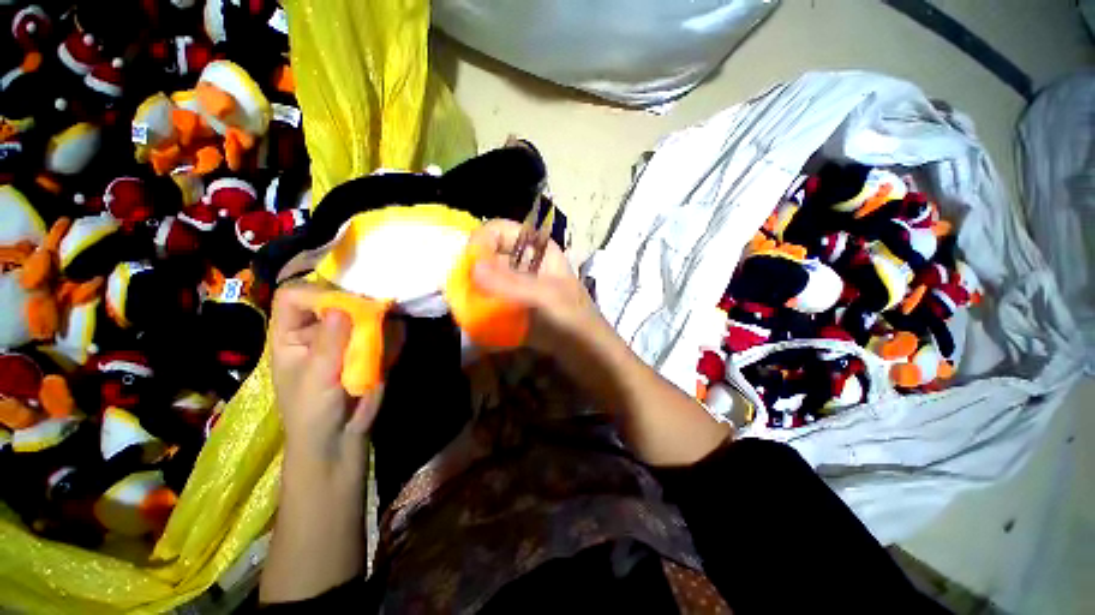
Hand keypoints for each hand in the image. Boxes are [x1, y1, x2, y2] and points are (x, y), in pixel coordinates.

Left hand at [269, 282, 402, 476]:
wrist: (339, 436)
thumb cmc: (311, 411)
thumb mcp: (315, 379)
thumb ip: (329, 344)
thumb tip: (342, 307)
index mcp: (291, 334)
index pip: (295, 297)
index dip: (315, 294)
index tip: (344, 304)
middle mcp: (319, 328)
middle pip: (334, 299)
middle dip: (356, 301)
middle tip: (379, 305)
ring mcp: (348, 337)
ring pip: (363, 313)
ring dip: (380, 314)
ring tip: (393, 318)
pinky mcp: (370, 347)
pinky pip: (383, 330)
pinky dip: (394, 330)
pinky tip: (399, 335)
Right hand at [469, 219, 607, 359]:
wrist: (585, 349)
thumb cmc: (572, 317)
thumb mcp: (545, 296)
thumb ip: (511, 283)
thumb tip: (473, 267)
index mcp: (536, 249)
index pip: (499, 230)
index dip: (481, 241)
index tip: (469, 265)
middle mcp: (523, 262)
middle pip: (488, 255)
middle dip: (471, 270)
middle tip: (460, 290)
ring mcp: (517, 285)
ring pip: (486, 278)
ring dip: (472, 290)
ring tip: (465, 306)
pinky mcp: (513, 305)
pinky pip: (489, 300)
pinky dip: (479, 307)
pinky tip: (474, 319)